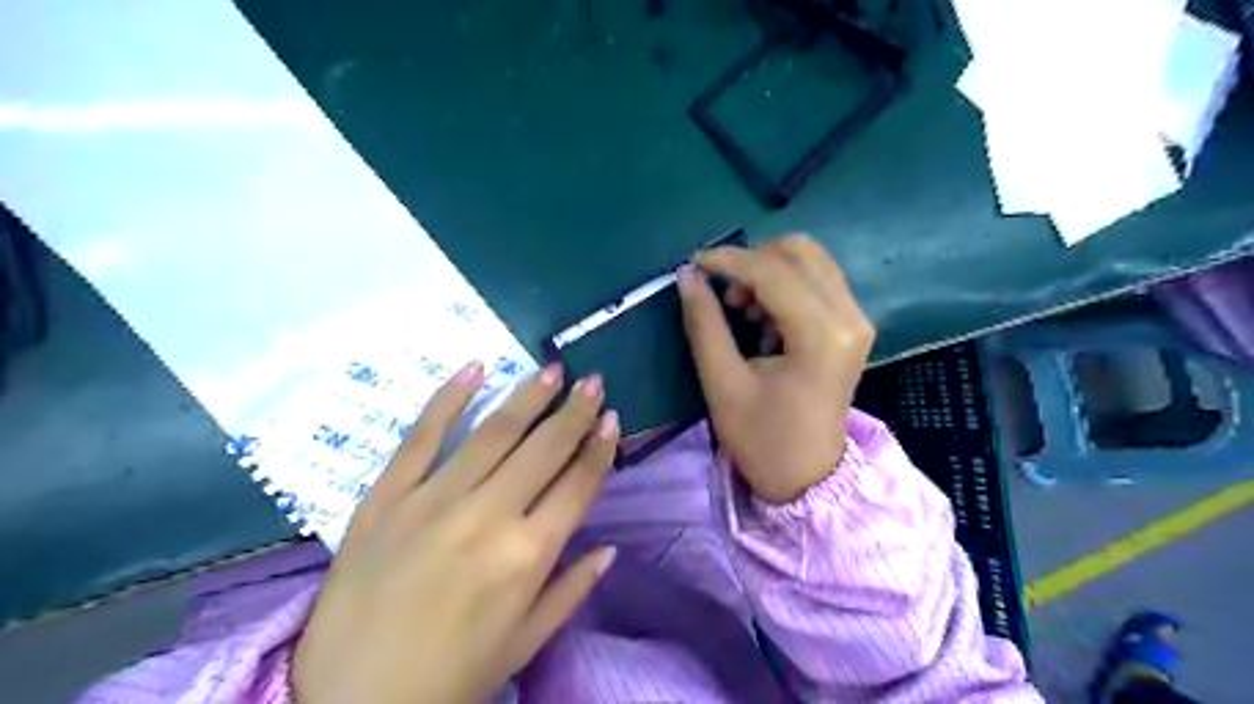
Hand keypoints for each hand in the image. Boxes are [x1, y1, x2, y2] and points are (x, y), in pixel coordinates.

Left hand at [289, 364, 619, 702]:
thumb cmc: (450, 678)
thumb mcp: (524, 644)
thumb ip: (571, 590)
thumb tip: (609, 548)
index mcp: (527, 556)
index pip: (577, 485)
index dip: (599, 449)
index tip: (612, 418)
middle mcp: (488, 516)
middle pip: (543, 449)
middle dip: (574, 411)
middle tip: (591, 380)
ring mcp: (433, 500)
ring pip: (493, 432)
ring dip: (528, 396)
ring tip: (552, 370)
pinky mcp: (386, 497)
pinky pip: (421, 437)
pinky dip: (448, 399)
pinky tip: (474, 368)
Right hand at [681, 237, 873, 506]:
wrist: (808, 477)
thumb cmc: (762, 438)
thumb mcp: (723, 383)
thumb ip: (704, 323)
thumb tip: (687, 277)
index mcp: (821, 335)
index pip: (773, 272)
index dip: (728, 260)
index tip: (694, 264)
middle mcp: (849, 317)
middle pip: (800, 251)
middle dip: (753, 262)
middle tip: (725, 295)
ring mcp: (856, 319)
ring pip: (810, 261)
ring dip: (768, 272)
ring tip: (742, 311)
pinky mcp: (852, 326)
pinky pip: (817, 280)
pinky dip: (784, 286)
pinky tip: (764, 320)